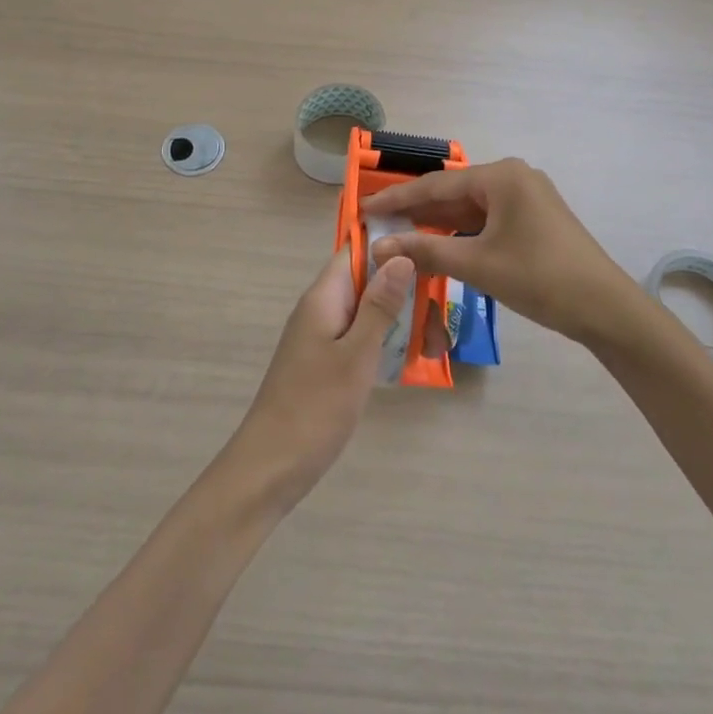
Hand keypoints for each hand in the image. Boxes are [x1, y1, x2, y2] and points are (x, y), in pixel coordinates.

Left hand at [224, 250, 414, 511]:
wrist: (271, 467)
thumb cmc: (315, 407)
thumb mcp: (356, 354)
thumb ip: (379, 305)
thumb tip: (402, 256)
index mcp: (324, 297)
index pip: (357, 250)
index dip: (392, 246)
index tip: (431, 254)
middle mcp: (322, 308)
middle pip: (369, 281)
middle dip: (407, 294)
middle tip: (440, 325)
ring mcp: (323, 336)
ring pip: (370, 312)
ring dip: (403, 322)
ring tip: (436, 348)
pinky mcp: (327, 361)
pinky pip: (362, 337)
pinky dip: (388, 343)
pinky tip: (413, 360)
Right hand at [363, 158, 637, 344]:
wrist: (605, 308)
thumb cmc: (540, 278)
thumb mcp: (478, 265)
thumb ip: (425, 251)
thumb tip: (378, 247)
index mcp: (501, 176)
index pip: (436, 184)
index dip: (397, 199)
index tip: (363, 210)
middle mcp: (513, 177)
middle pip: (453, 193)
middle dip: (417, 212)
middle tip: (378, 228)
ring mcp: (527, 197)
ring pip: (470, 208)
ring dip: (438, 224)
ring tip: (400, 239)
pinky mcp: (534, 218)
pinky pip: (487, 219)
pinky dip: (462, 233)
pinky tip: (439, 246)